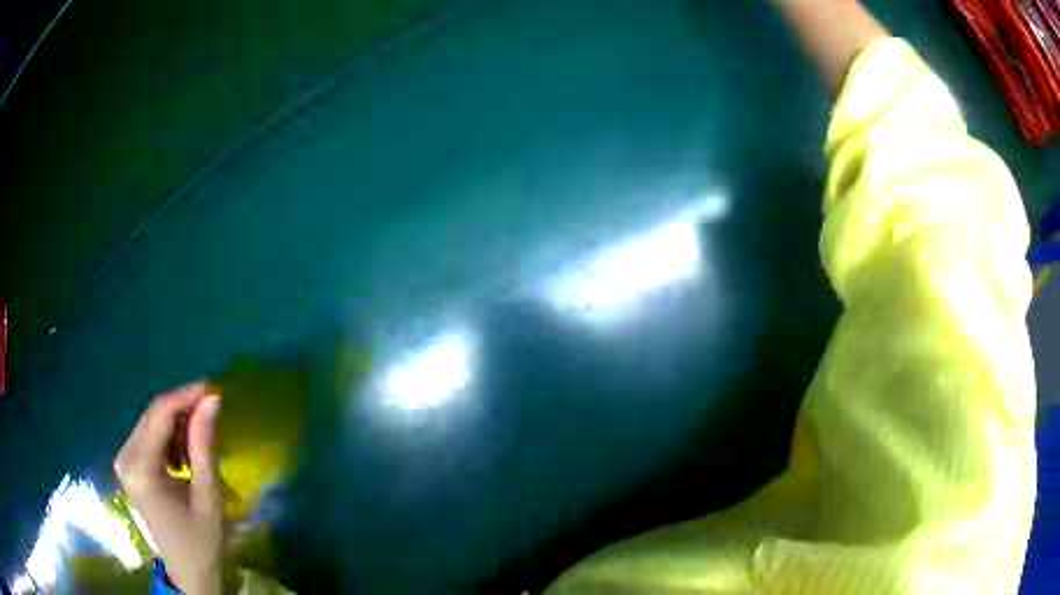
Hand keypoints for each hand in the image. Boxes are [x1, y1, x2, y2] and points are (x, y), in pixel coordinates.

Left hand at [114, 383, 223, 594]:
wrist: (187, 571)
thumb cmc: (201, 541)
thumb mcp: (208, 496)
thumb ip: (205, 445)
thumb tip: (212, 400)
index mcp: (141, 468)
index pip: (160, 414)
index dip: (186, 395)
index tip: (214, 388)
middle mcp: (125, 457)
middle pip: (153, 414)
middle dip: (183, 408)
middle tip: (212, 412)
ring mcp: (123, 460)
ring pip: (150, 422)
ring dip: (176, 424)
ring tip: (200, 442)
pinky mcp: (127, 464)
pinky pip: (148, 435)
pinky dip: (168, 436)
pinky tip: (183, 454)